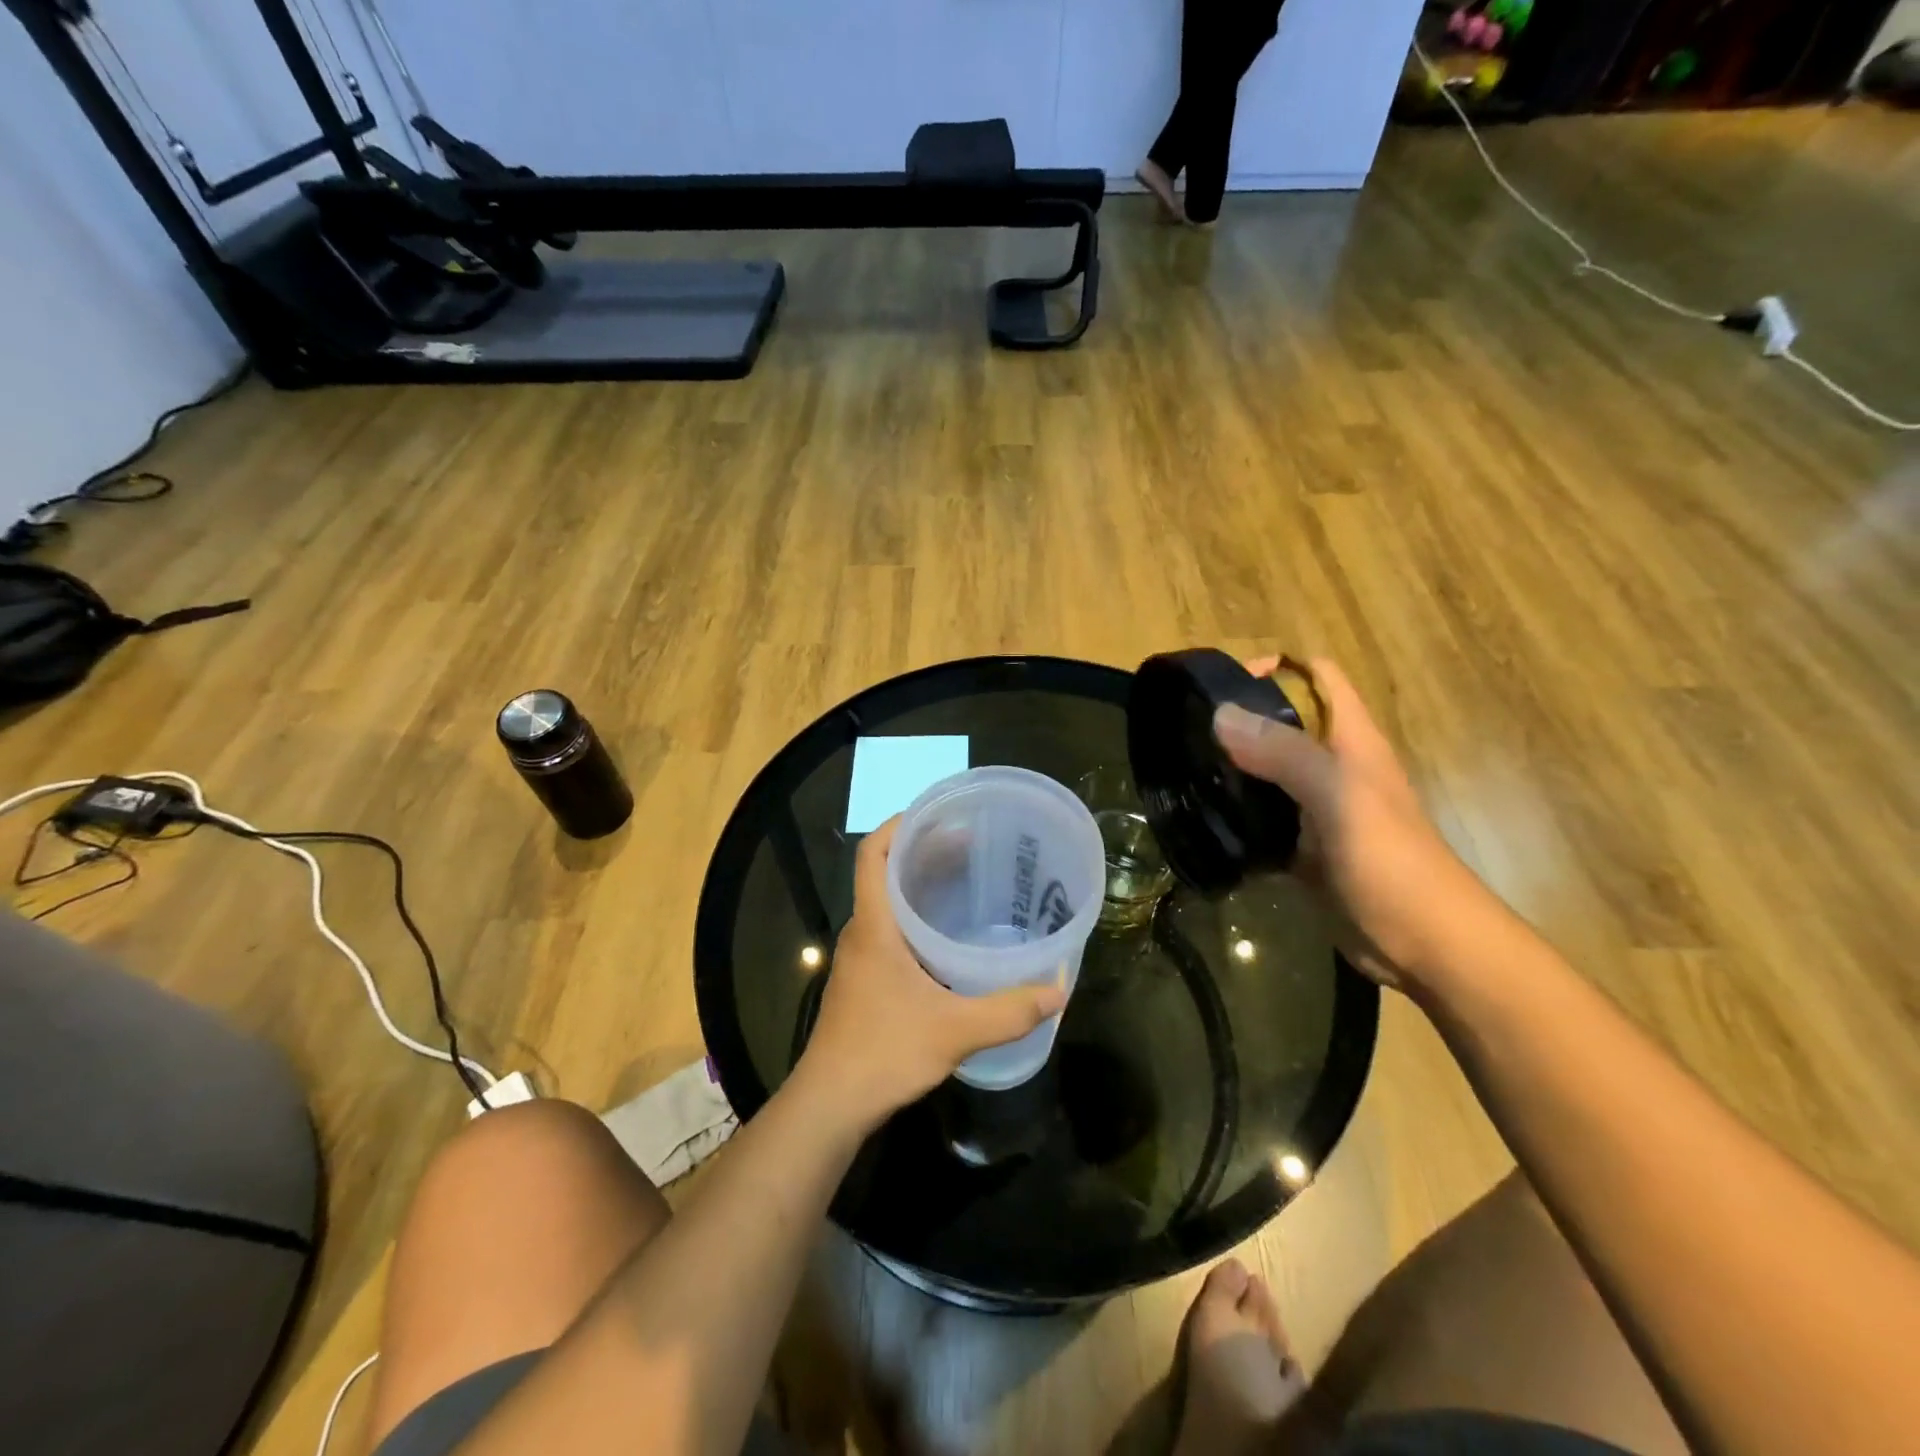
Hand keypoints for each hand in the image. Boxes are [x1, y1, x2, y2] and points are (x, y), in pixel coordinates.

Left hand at [793, 818, 1066, 1129]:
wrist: (831, 1103)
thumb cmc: (884, 1052)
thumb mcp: (955, 1030)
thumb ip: (1008, 1011)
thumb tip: (1058, 992)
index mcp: (874, 925)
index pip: (872, 854)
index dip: (898, 825)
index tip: (937, 815)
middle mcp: (862, 932)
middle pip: (884, 873)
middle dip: (922, 852)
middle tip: (970, 845)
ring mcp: (860, 958)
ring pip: (887, 904)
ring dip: (919, 886)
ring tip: (965, 881)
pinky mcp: (864, 980)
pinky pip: (890, 930)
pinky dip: (917, 918)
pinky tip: (948, 938)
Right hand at [1216, 658, 1497, 991]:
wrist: (1425, 944)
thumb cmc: (1389, 861)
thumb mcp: (1338, 796)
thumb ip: (1283, 752)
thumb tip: (1220, 714)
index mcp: (1351, 739)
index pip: (1316, 676)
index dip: (1275, 668)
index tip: (1223, 686)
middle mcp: (1333, 766)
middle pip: (1283, 723)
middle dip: (1238, 720)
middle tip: (1187, 734)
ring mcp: (1317, 809)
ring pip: (1267, 772)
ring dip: (1231, 768)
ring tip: (1184, 773)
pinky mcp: (1304, 848)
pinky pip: (1262, 819)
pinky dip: (1236, 815)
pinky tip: (1204, 821)